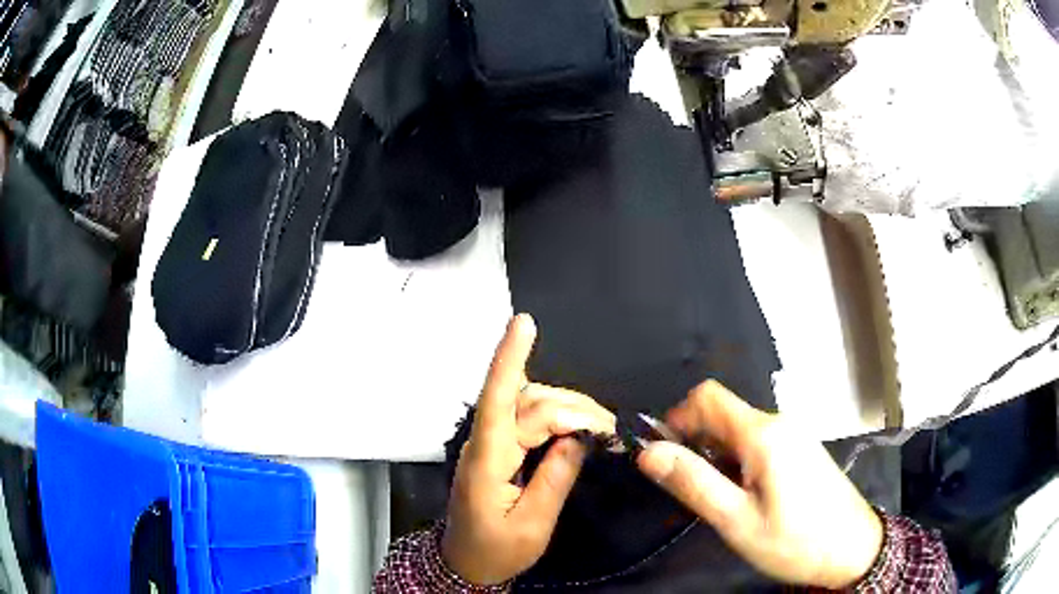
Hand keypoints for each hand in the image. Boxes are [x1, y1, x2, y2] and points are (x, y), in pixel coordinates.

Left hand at [442, 314, 615, 585]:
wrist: (466, 564)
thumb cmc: (496, 551)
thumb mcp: (533, 525)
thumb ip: (556, 478)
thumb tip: (579, 437)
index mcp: (487, 461)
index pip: (497, 399)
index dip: (509, 357)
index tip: (523, 322)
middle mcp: (485, 442)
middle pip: (528, 401)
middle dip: (573, 406)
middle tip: (610, 431)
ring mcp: (490, 444)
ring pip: (530, 404)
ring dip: (568, 409)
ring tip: (599, 429)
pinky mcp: (499, 449)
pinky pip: (528, 419)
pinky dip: (557, 418)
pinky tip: (577, 426)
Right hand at [636, 381, 883, 588]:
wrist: (853, 550)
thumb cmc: (794, 541)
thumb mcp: (737, 521)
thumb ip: (693, 483)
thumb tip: (648, 453)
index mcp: (763, 434)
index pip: (708, 397)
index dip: (677, 418)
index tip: (663, 455)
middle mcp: (779, 424)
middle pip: (723, 415)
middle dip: (696, 443)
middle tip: (690, 490)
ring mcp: (794, 436)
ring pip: (739, 432)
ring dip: (716, 457)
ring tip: (718, 501)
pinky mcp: (800, 451)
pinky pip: (759, 444)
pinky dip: (738, 462)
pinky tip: (745, 497)